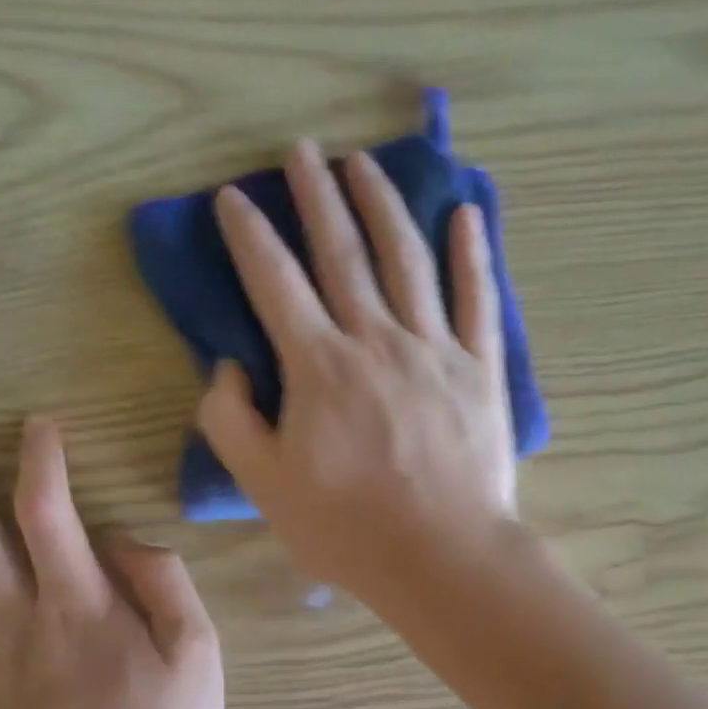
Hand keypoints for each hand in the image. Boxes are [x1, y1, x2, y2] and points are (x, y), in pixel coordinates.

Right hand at [198, 140, 516, 603]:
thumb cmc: (347, 529)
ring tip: (363, 164)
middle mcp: (376, 339)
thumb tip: (226, 368)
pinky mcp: (480, 369)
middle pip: (343, 252)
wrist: (441, 557)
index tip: (233, 196)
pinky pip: (478, 299)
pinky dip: (473, 254)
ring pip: (407, 259)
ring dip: (382, 205)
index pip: (275, 282)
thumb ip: (231, 422)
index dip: (250, 236)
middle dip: (316, 196)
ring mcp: (435, 349)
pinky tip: (464, 215)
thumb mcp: (265, 486)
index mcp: (319, 366)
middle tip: (301, 151)